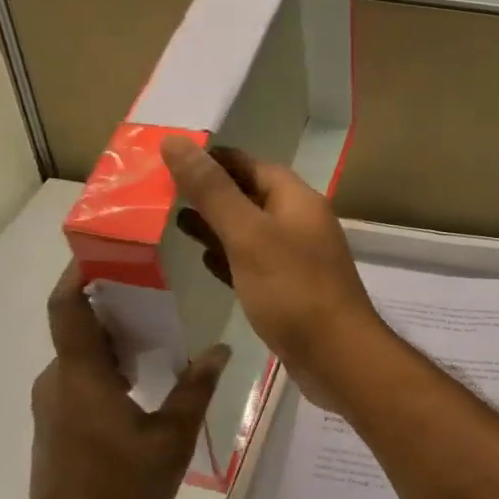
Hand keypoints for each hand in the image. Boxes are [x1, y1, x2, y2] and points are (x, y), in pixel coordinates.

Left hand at [27, 265, 228, 498]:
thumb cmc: (122, 490)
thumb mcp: (171, 437)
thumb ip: (195, 388)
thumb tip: (220, 348)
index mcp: (81, 377)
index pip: (66, 307)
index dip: (78, 273)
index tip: (107, 249)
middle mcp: (58, 382)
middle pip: (77, 326)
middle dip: (112, 302)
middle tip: (157, 287)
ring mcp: (53, 405)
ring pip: (80, 354)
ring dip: (113, 337)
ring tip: (159, 329)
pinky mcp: (56, 425)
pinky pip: (80, 378)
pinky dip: (107, 365)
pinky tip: (144, 377)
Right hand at [162, 137, 388, 412]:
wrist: (337, 357)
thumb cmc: (293, 290)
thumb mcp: (248, 235)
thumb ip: (212, 191)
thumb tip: (175, 141)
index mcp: (296, 201)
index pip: (250, 165)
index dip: (212, 158)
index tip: (170, 157)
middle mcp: (299, 224)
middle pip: (249, 197)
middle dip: (209, 192)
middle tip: (161, 191)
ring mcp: (296, 259)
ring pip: (249, 232)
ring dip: (215, 226)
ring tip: (172, 221)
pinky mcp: (288, 291)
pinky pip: (253, 265)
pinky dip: (228, 259)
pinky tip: (202, 261)